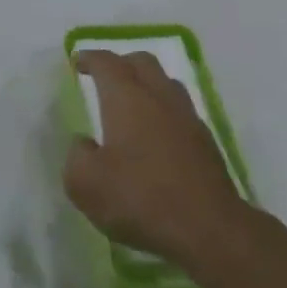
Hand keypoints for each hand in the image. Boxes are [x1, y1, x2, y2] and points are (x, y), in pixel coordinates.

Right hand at [65, 50, 247, 267]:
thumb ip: (77, 156)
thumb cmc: (140, 199)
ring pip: (166, 83)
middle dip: (121, 63)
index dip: (90, 58)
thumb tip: (85, 143)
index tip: (78, 61)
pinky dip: (164, 110)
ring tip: (132, 102)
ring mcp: (188, 118)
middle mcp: (159, 97)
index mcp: (127, 98)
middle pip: (142, 62)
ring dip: (147, 83)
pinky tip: (156, 134)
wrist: (208, 229)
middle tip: (105, 77)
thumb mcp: (86, 184)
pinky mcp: (206, 142)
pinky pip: (181, 110)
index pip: (107, 63)